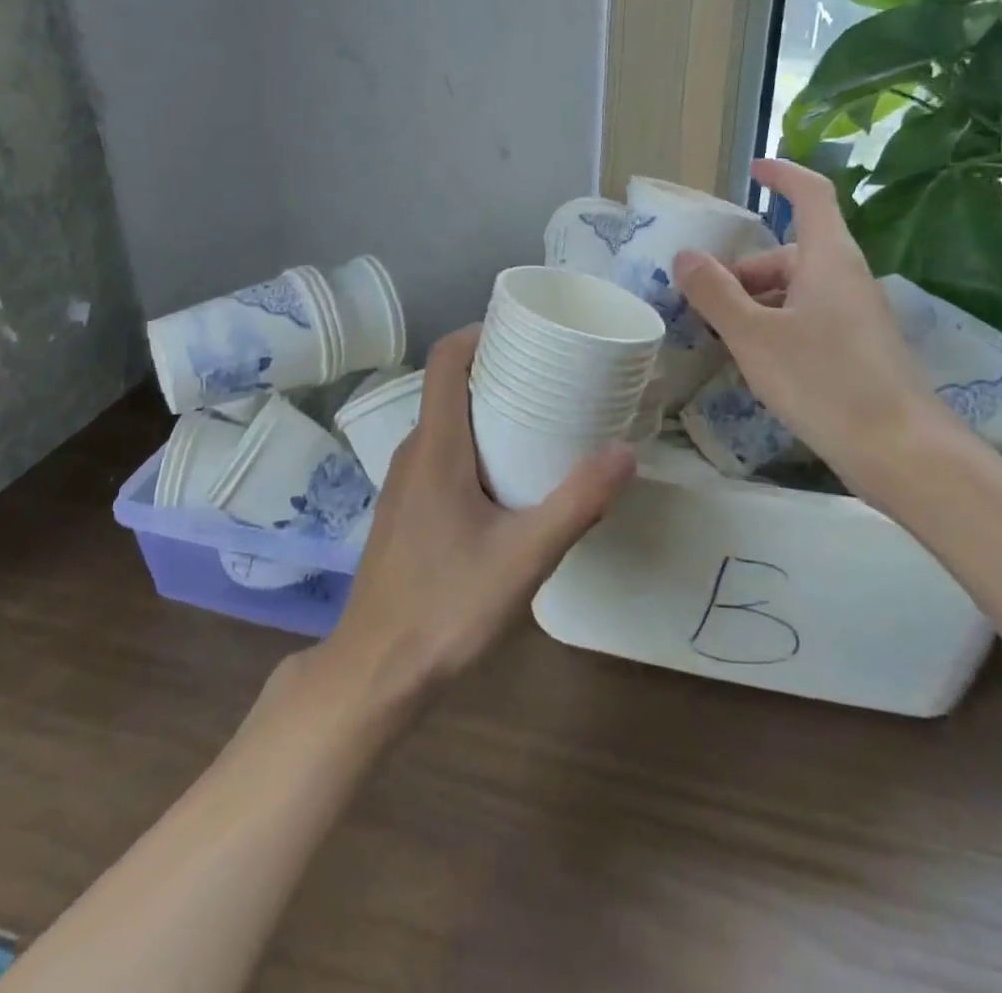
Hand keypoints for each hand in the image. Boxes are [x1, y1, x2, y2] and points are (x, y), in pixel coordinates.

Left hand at [307, 325, 634, 706]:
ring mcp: (405, 481)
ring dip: (491, 410)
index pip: (446, 359)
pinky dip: (478, 444)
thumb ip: (578, 503)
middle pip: (452, 386)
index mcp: (436, 446)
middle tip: (554, 375)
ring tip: (544, 419)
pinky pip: (444, 454)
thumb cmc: (446, 606)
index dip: (481, 331)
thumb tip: (625, 452)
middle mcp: (414, 451)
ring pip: (449, 423)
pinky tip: (512, 477)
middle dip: (500, 370)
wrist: (376, 672)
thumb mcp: (524, 557)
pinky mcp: (407, 509)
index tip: (526, 330)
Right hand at [672, 158, 967, 487]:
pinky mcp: (858, 348)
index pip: (810, 195)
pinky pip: (809, 319)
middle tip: (705, 302)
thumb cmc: (824, 381)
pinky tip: (758, 362)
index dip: (782, 175)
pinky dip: (777, 326)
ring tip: (723, 337)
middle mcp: (846, 277)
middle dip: (744, 270)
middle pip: (790, 253)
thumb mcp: (754, 336)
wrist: (901, 450)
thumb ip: (716, 293)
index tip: (753, 170)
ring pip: (797, 290)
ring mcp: (856, 315)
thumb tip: (685, 255)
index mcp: (827, 258)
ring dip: (757, 302)